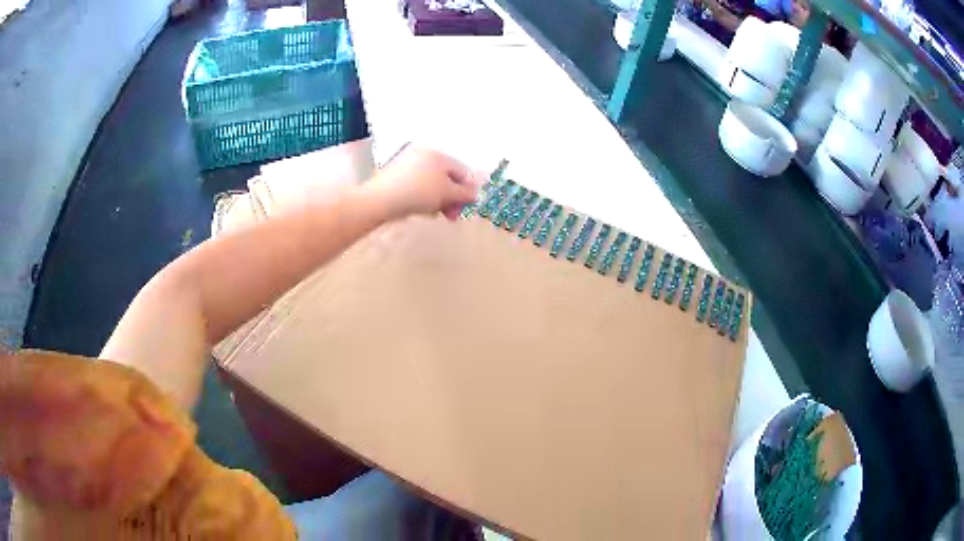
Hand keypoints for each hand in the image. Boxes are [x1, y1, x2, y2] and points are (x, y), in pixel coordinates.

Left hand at [367, 147, 482, 220]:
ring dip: (439, 200)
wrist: (382, 199)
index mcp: (438, 155)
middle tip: (453, 216)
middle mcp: (424, 156)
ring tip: (436, 214)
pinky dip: (424, 199)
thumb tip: (475, 194)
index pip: (461, 171)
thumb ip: (464, 193)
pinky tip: (422, 211)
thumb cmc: (419, 192)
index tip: (468, 206)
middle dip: (452, 198)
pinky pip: (418, 187)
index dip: (468, 189)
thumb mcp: (447, 193)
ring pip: (432, 184)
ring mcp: (408, 166)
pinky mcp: (396, 178)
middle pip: (446, 178)